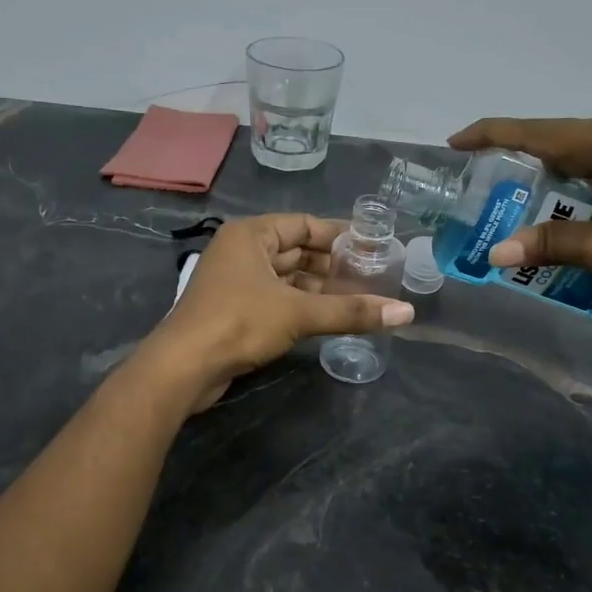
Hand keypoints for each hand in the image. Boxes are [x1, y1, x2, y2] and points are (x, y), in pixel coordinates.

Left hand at [140, 214, 413, 409]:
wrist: (185, 367)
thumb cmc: (239, 323)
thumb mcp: (299, 313)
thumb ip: (352, 311)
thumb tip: (407, 313)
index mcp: (251, 235)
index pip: (304, 224)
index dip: (340, 235)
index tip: (374, 246)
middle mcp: (242, 252)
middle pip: (297, 251)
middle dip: (333, 265)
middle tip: (374, 276)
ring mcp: (237, 283)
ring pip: (288, 278)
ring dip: (320, 289)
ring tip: (360, 299)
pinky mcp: (236, 312)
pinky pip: (278, 299)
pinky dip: (303, 306)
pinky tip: (330, 317)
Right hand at [448, 114, 591, 306]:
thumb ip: (548, 244)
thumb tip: (498, 253)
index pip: (537, 132)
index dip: (492, 135)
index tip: (458, 141)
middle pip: (567, 138)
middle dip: (529, 159)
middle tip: (497, 181)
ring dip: (565, 171)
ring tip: (538, 197)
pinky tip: (589, 202)